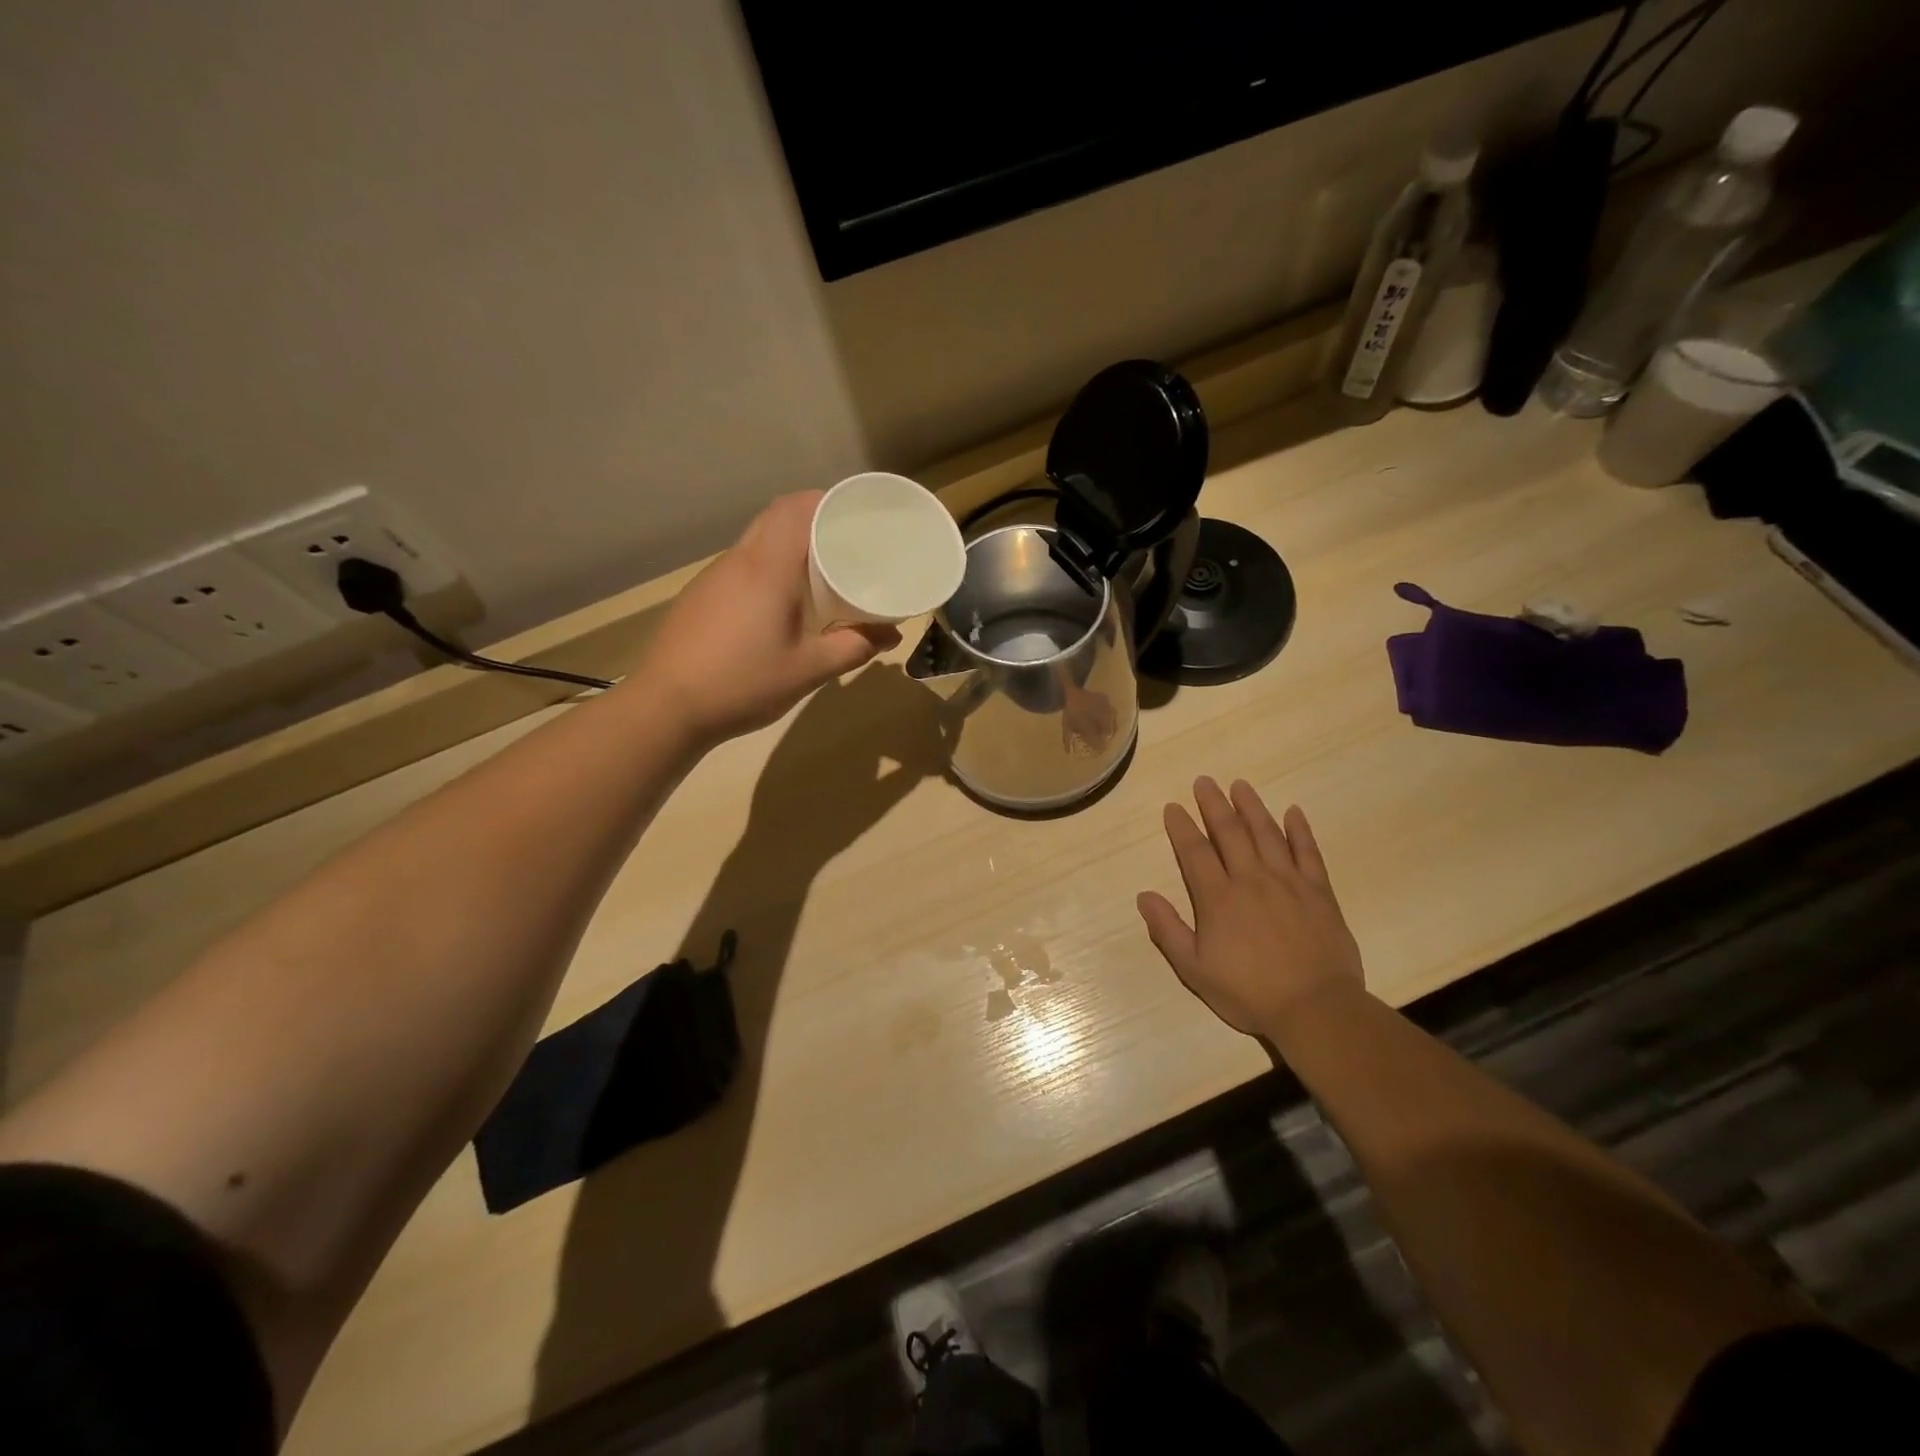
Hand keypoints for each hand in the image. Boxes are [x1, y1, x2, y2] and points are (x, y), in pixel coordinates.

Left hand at [635, 492, 899, 743]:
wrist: (667, 707)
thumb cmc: (744, 683)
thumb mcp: (808, 670)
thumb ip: (853, 648)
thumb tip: (891, 635)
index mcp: (768, 567)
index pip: (796, 508)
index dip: (827, 501)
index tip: (856, 513)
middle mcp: (738, 560)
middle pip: (776, 517)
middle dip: (812, 519)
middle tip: (846, 542)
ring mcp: (713, 577)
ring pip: (757, 541)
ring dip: (788, 544)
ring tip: (819, 571)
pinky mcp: (700, 596)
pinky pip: (742, 565)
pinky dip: (768, 567)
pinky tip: (779, 602)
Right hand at [1137, 777, 1364, 1037]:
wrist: (1315, 1009)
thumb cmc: (1248, 992)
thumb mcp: (1194, 970)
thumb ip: (1168, 930)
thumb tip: (1144, 896)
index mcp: (1218, 898)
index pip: (1194, 852)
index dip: (1182, 827)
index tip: (1173, 807)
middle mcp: (1251, 879)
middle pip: (1230, 832)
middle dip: (1214, 804)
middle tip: (1204, 781)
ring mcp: (1288, 882)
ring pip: (1267, 834)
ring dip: (1252, 807)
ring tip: (1240, 785)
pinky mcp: (1318, 892)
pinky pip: (1308, 852)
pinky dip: (1300, 830)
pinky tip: (1293, 812)